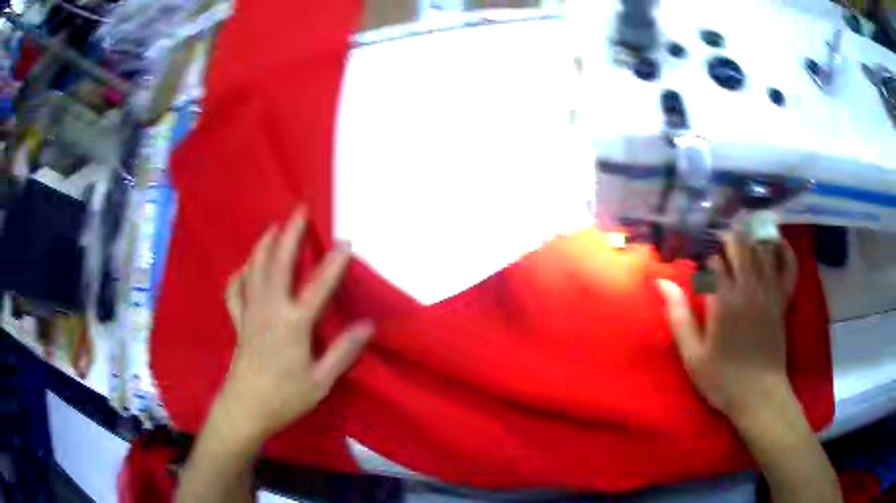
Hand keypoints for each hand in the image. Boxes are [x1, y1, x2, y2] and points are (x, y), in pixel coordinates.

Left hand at [217, 207, 373, 441]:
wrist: (245, 409)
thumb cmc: (285, 398)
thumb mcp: (321, 381)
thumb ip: (344, 351)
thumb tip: (367, 326)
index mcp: (293, 324)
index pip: (319, 286)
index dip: (334, 262)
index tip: (346, 240)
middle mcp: (270, 309)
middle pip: (279, 263)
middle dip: (290, 233)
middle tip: (299, 209)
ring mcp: (250, 313)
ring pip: (255, 268)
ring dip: (265, 244)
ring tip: (274, 227)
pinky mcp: (238, 321)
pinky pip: (235, 290)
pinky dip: (240, 274)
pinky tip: (246, 268)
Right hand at [657, 232, 797, 424]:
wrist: (759, 396)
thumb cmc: (722, 379)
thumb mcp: (693, 355)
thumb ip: (678, 316)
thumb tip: (662, 282)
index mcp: (724, 300)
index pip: (713, 262)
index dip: (703, 262)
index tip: (699, 270)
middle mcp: (749, 287)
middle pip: (739, 244)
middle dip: (726, 240)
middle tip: (718, 248)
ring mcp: (770, 290)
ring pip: (761, 248)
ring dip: (750, 240)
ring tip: (741, 243)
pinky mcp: (783, 299)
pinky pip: (788, 266)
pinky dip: (783, 251)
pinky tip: (775, 244)